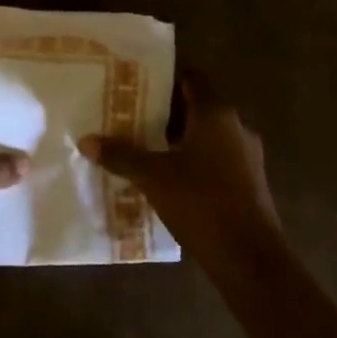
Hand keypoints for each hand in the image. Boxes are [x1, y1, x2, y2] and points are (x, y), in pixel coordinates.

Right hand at [78, 74, 289, 282]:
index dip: (166, 78)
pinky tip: (172, 180)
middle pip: (198, 108)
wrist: (250, 259)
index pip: (192, 79)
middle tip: (133, 118)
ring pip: (208, 137)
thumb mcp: (153, 177)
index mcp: (215, 114)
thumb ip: (121, 155)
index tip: (138, 84)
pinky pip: (218, 161)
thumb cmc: (202, 203)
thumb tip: (86, 140)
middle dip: (167, 113)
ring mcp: (248, 157)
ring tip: (147, 150)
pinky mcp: (250, 184)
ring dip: (181, 141)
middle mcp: (236, 127)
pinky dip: (196, 163)